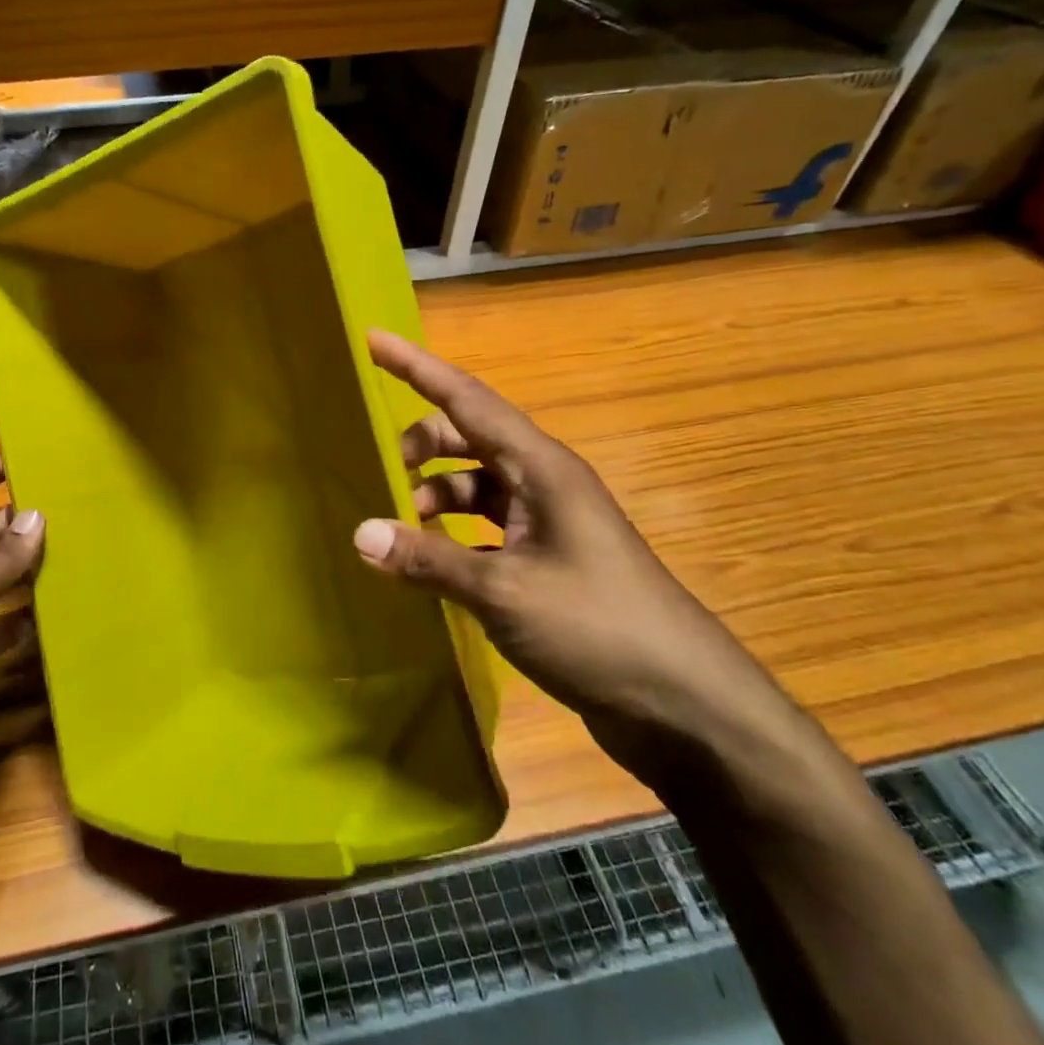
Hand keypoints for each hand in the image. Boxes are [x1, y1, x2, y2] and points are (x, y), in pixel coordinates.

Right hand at [351, 330, 798, 779]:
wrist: (682, 704)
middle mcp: (542, 483)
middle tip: (376, 475)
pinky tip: (424, 565)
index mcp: (541, 468)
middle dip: (419, 446)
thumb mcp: (504, 591)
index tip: (373, 340)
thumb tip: (361, 534)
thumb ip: (428, 559)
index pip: (467, 399)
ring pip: (473, 487)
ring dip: (433, 497)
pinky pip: (482, 529)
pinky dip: (450, 536)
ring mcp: (545, 524)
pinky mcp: (544, 563)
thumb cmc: (597, 628)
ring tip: (396, 532)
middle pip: (467, 439)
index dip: (417, 368)